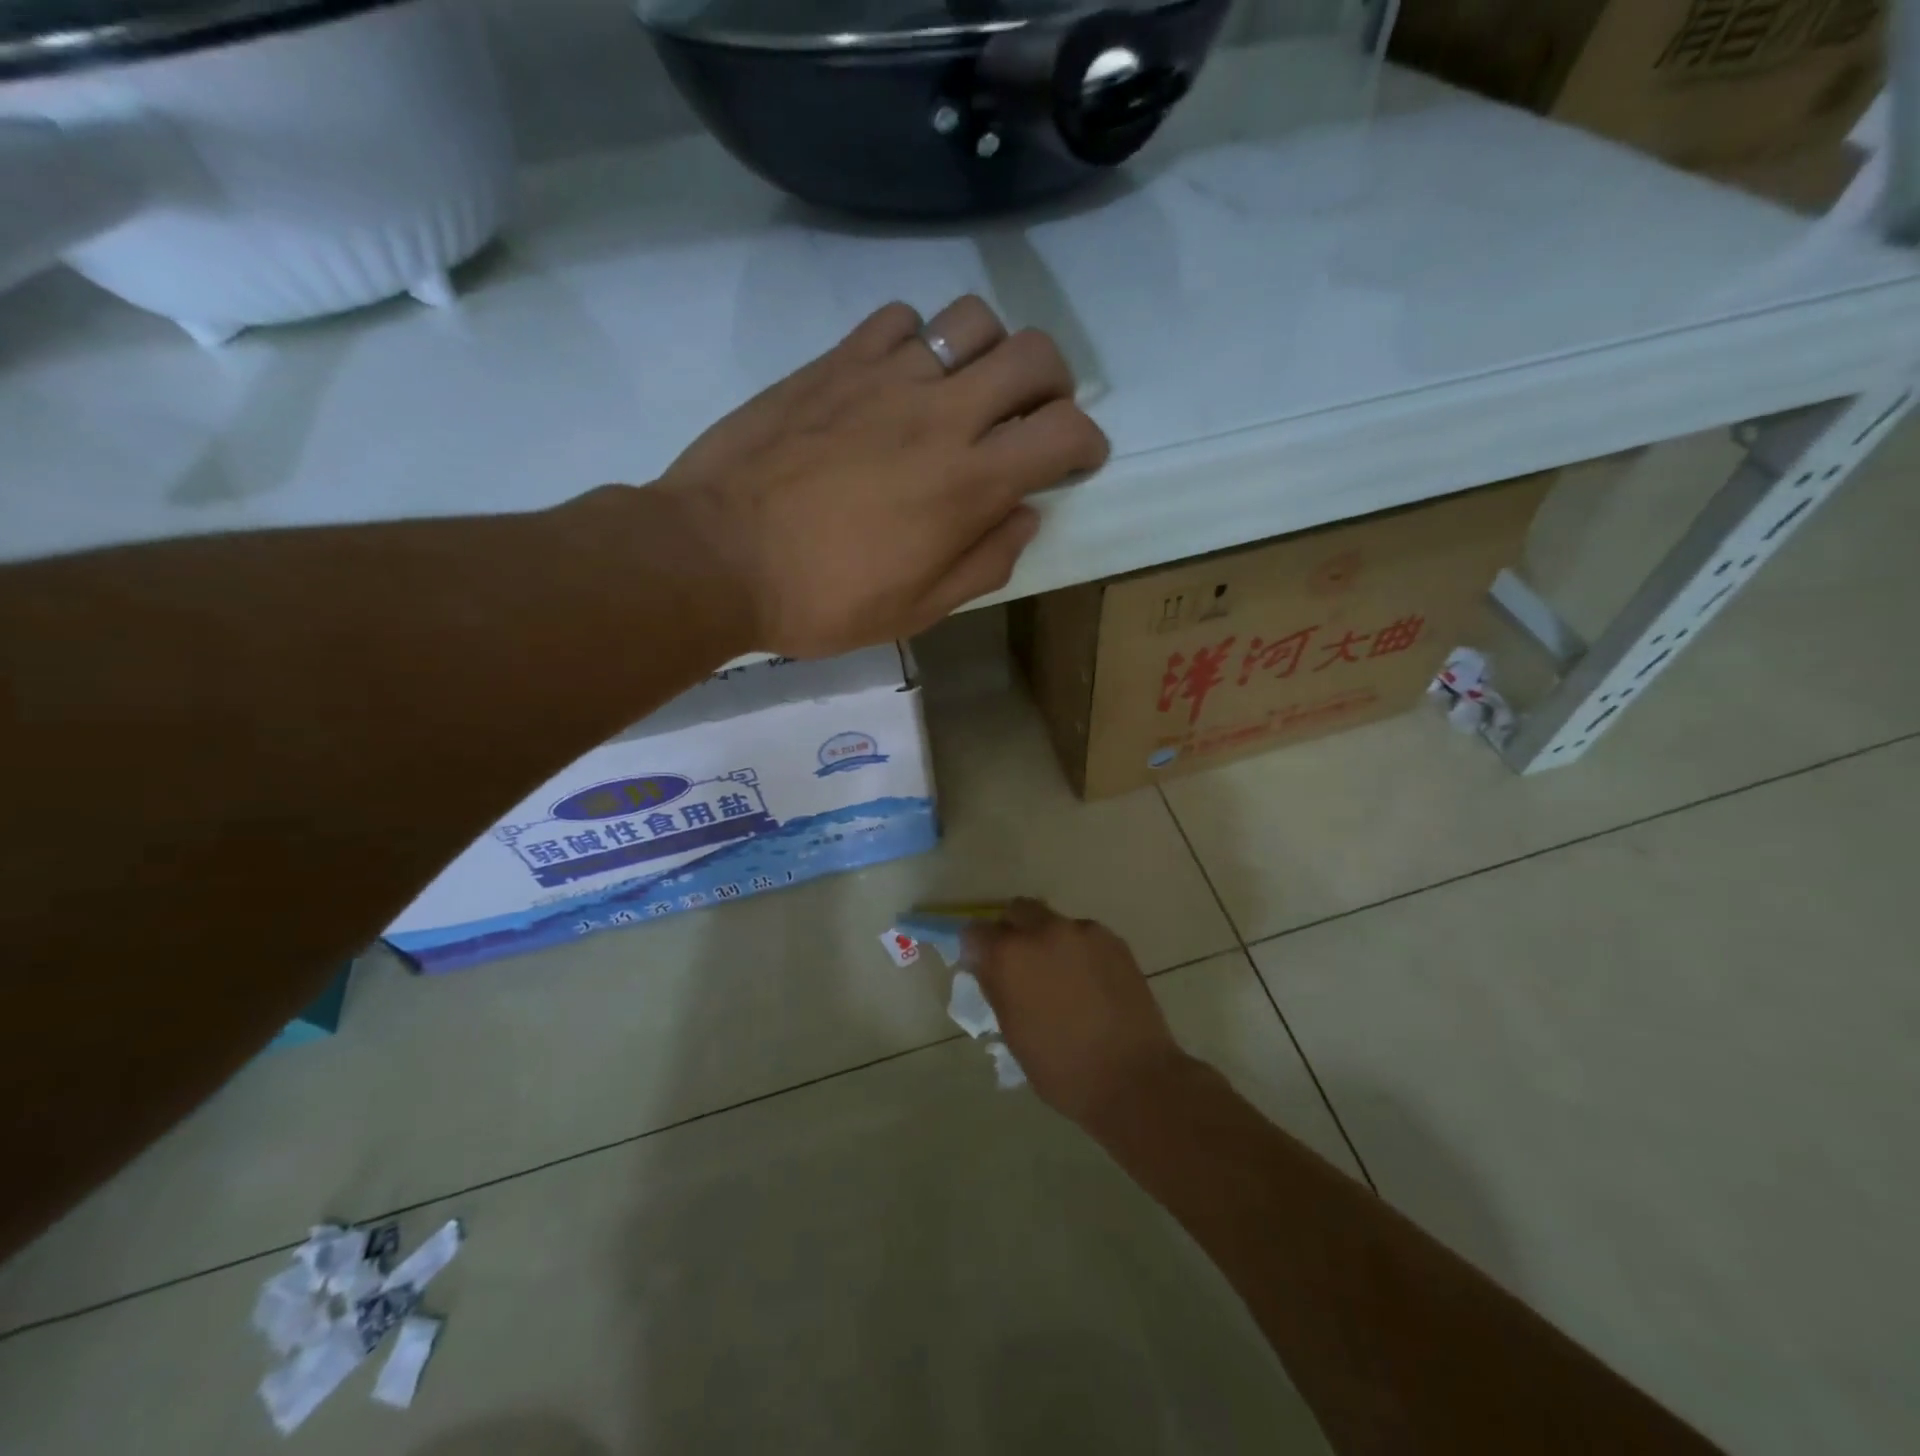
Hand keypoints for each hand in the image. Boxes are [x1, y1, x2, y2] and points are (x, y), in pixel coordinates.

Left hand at [657, 296, 1107, 658]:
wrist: (717, 557)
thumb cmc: (823, 599)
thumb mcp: (918, 610)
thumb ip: (984, 561)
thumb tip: (1024, 515)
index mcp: (967, 484)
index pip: (1064, 433)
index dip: (1087, 443)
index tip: (1077, 460)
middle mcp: (939, 415)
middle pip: (1034, 354)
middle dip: (1055, 382)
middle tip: (1036, 415)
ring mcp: (884, 378)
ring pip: (971, 320)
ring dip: (989, 351)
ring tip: (967, 390)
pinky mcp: (835, 362)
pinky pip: (899, 319)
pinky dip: (917, 342)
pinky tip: (900, 378)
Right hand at [965, 899, 1188, 1129]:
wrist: (1133, 1078)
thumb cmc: (1061, 1068)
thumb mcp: (1013, 1032)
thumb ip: (996, 987)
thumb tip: (985, 964)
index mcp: (1010, 955)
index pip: (975, 932)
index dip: (977, 949)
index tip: (984, 967)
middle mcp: (1044, 931)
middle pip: (1017, 911)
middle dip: (1013, 931)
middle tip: (1021, 965)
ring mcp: (1082, 931)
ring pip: (1053, 922)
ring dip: (1048, 941)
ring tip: (1062, 978)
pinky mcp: (1113, 940)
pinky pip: (1084, 935)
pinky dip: (1078, 951)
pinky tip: (1090, 983)